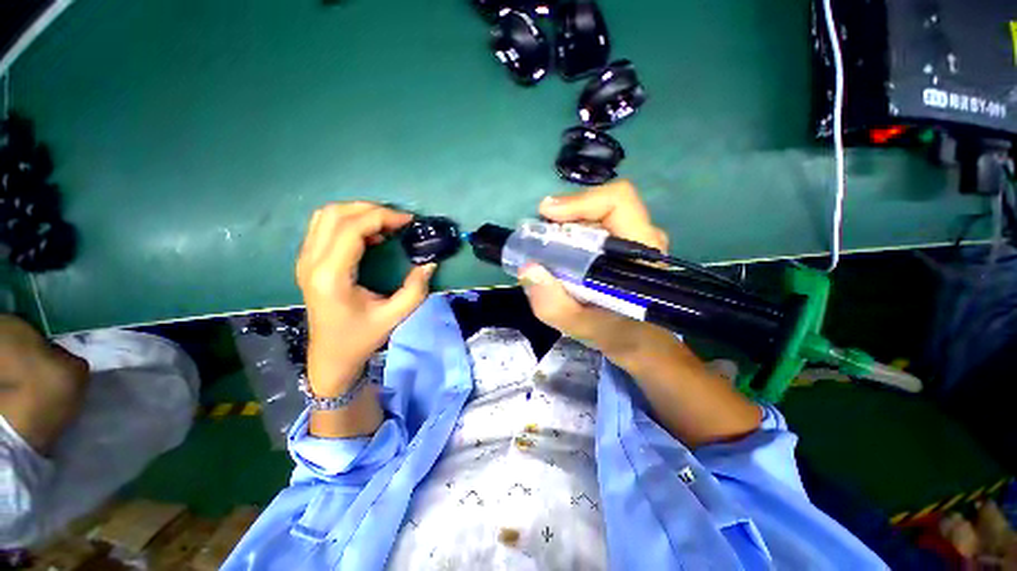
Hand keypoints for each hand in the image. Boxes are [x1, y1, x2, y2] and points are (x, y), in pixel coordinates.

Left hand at [296, 202, 434, 396]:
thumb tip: (430, 263)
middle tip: (399, 221)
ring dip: (358, 212)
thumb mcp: (394, 316)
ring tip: (386, 224)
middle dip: (372, 209)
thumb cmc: (361, 338)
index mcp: (330, 276)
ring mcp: (305, 259)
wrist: (330, 355)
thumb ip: (415, 289)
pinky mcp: (308, 260)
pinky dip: (349, 221)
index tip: (408, 221)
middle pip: (336, 214)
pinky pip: (324, 226)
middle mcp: (311, 262)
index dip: (382, 217)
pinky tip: (370, 234)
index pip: (351, 228)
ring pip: (327, 215)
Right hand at [519, 180, 672, 355]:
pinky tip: (557, 255)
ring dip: (564, 227)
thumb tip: (527, 269)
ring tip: (545, 249)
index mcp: (642, 251)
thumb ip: (555, 305)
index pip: (617, 201)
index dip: (580, 202)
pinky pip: (592, 227)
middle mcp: (641, 236)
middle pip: (600, 206)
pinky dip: (569, 235)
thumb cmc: (618, 334)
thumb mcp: (583, 328)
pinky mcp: (620, 245)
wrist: (638, 341)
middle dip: (564, 217)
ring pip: (594, 215)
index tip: (546, 215)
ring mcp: (631, 239)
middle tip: (537, 237)